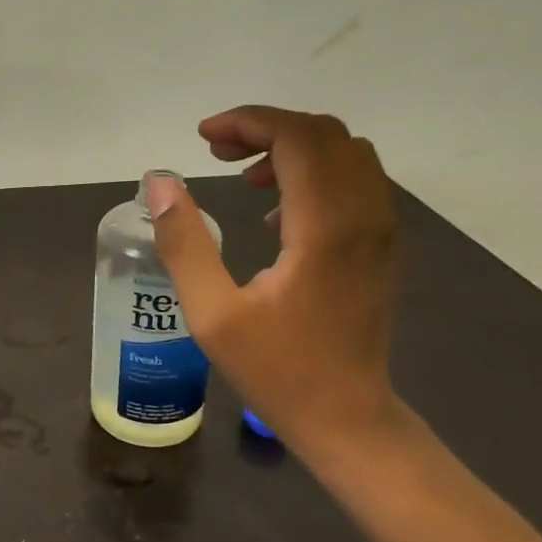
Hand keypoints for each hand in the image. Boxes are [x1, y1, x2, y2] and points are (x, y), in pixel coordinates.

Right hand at [144, 107, 399, 453]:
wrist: (348, 419)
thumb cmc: (277, 370)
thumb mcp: (212, 313)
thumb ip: (183, 243)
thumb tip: (160, 182)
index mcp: (326, 229)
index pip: (299, 138)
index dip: (249, 122)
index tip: (203, 138)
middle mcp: (365, 218)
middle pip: (325, 135)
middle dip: (267, 128)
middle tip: (216, 151)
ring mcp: (381, 231)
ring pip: (345, 153)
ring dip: (291, 148)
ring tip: (241, 175)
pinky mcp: (381, 246)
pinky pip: (355, 180)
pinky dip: (313, 172)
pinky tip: (276, 212)